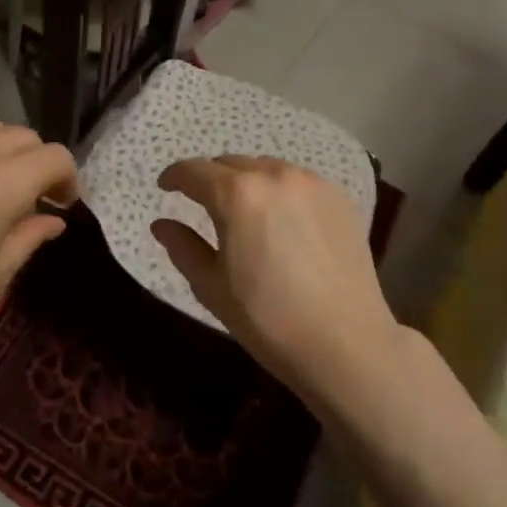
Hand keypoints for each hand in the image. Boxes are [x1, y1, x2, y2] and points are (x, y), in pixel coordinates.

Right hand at [151, 156, 400, 409]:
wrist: (345, 343)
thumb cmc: (267, 319)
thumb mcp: (212, 286)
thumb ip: (183, 247)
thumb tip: (161, 225)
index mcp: (236, 194)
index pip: (194, 170)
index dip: (174, 177)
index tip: (165, 187)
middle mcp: (274, 175)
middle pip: (230, 164)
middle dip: (210, 178)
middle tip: (202, 203)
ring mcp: (311, 183)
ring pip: (266, 167)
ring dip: (247, 180)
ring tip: (244, 210)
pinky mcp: (339, 197)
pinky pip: (297, 181)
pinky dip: (279, 190)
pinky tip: (281, 219)